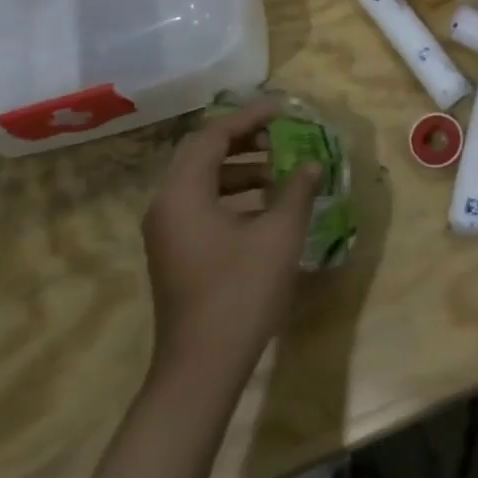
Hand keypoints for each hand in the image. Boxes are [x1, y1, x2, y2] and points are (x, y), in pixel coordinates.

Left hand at [141, 98, 320, 398]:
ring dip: (239, 167)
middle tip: (280, 133)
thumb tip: (311, 163)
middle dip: (243, 139)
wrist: (201, 369)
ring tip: (279, 168)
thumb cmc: (240, 293)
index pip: (213, 136)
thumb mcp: (279, 236)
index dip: (250, 117)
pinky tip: (265, 206)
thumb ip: (296, 191)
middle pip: (201, 152)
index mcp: (183, 192)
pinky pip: (200, 203)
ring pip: (201, 179)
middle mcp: (166, 203)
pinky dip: (231, 194)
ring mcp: (166, 230)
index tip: (283, 109)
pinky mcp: (174, 251)